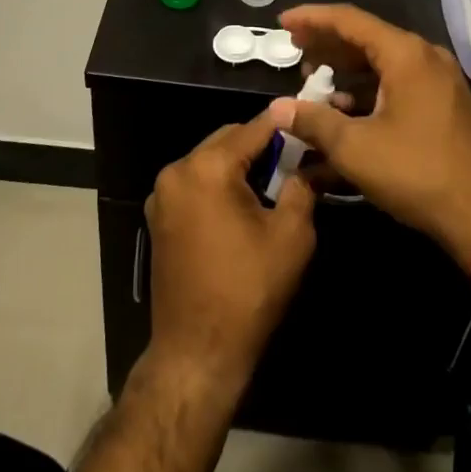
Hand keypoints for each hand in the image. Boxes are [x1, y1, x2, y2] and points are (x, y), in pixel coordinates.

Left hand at [144, 107, 316, 395]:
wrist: (197, 352)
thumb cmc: (249, 291)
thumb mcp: (291, 235)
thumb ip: (302, 186)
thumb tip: (312, 162)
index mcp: (207, 168)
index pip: (253, 129)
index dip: (284, 124)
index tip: (309, 119)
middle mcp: (177, 171)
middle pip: (227, 139)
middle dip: (261, 145)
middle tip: (296, 158)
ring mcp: (162, 195)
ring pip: (209, 160)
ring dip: (239, 164)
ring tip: (274, 181)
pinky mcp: (159, 218)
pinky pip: (195, 183)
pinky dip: (219, 184)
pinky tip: (244, 204)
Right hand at [278, 4, 470, 265]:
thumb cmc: (417, 173)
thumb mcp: (355, 148)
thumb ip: (313, 121)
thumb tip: (277, 107)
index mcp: (405, 54)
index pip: (349, 20)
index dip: (312, 19)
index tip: (282, 23)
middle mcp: (424, 56)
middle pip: (366, 36)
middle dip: (327, 43)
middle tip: (294, 49)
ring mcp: (439, 79)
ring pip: (382, 61)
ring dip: (346, 68)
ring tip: (313, 80)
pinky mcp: (443, 102)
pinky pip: (397, 80)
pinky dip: (368, 88)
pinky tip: (345, 108)